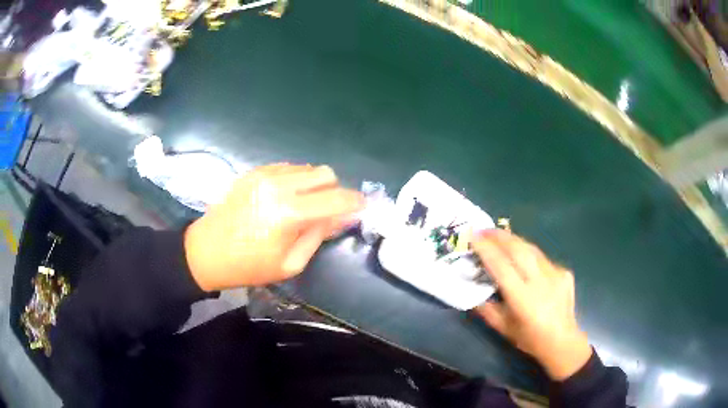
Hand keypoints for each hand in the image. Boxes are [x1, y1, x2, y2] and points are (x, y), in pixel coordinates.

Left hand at [184, 164, 363, 290]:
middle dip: (334, 191)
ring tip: (304, 206)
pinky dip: (296, 180)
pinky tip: (285, 197)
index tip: (362, 208)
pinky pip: (288, 167)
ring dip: (314, 185)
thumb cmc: (248, 265)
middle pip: (325, 174)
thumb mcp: (290, 263)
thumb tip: (343, 217)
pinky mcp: (254, 172)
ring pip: (307, 168)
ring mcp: (264, 174)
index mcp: (289, 213)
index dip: (355, 202)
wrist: (206, 251)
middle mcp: (279, 185)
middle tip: (328, 211)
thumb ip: (319, 235)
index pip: (336, 199)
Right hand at [472, 230, 591, 380]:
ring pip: (531, 249)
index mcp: (523, 299)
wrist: (562, 341)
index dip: (486, 249)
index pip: (501, 267)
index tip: (472, 237)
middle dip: (499, 236)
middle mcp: (541, 282)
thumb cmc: (530, 339)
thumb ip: (486, 309)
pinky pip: (542, 258)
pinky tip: (522, 257)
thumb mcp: (503, 328)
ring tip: (499, 236)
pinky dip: (529, 254)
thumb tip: (472, 290)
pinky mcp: (564, 272)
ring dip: (513, 240)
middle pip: (518, 250)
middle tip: (484, 229)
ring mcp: (555, 274)